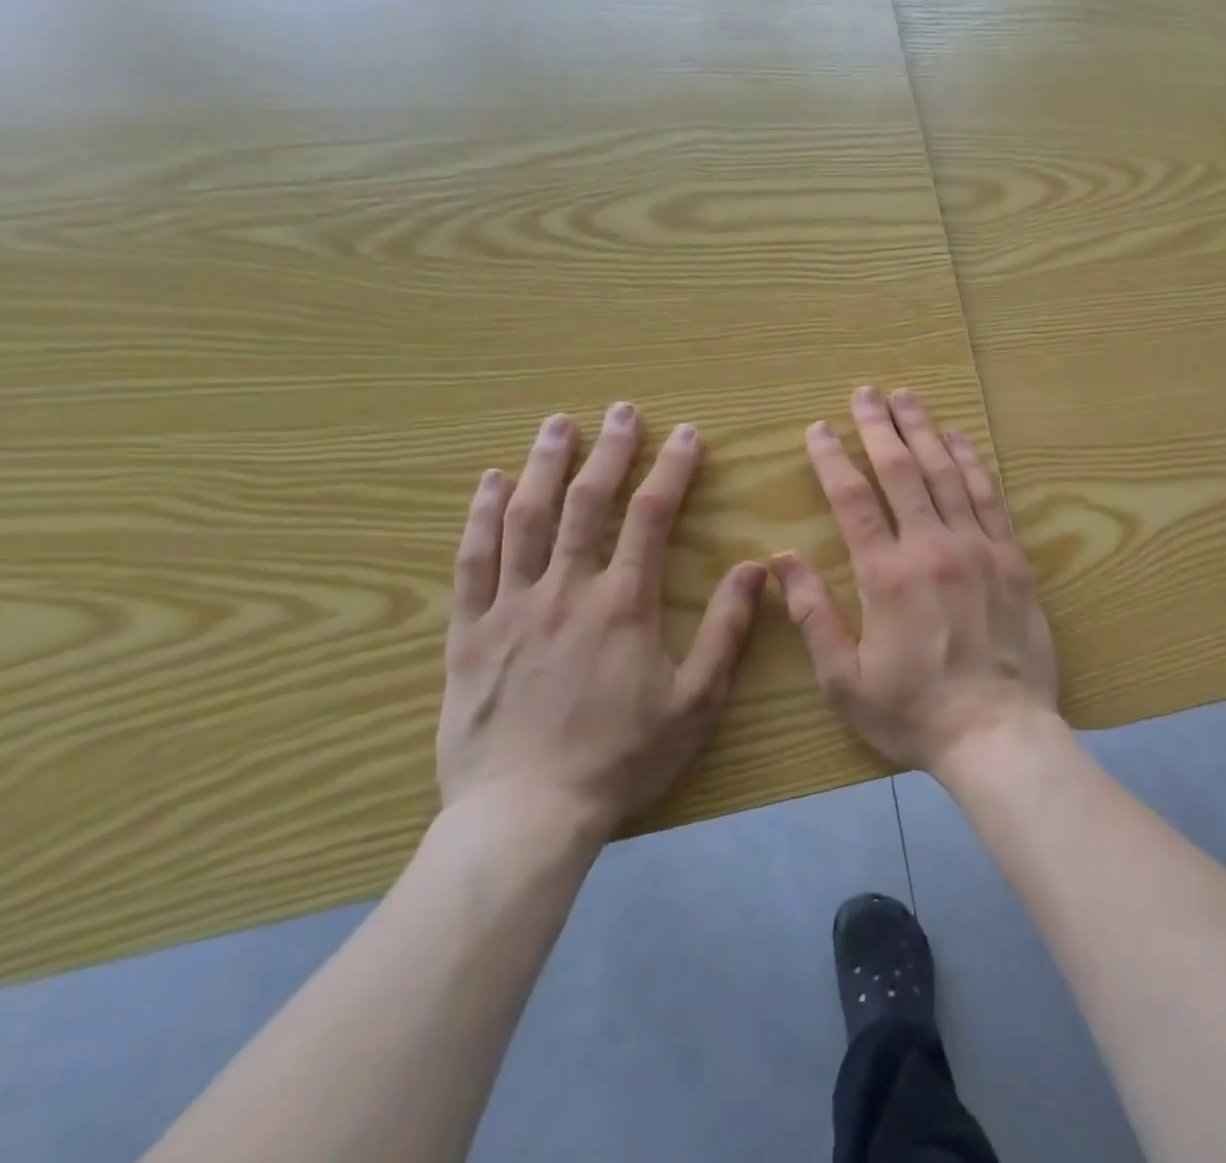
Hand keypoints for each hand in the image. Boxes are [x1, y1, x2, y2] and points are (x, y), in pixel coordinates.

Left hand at [440, 405, 765, 845]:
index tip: (687, 435)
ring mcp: (510, 607)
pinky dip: (479, 517)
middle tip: (622, 410)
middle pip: (586, 503)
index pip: (650, 517)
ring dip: (543, 466)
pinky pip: (472, 562)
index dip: (671, 470)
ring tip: (558, 424)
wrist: (526, 815)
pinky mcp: (469, 634)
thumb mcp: (696, 700)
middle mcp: (566, 590)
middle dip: (609, 451)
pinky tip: (488, 483)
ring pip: (525, 519)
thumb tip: (755, 567)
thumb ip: (726, 629)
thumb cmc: (621, 758)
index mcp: (623, 604)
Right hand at [770, 386, 1059, 775]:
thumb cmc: (914, 713)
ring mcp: (979, 548)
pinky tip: (959, 439)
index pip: (853, 499)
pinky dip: (972, 462)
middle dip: (880, 427)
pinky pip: (989, 497)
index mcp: (887, 575)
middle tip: (865, 393)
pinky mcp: (1012, 558)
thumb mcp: (844, 679)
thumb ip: (813, 614)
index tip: (819, 428)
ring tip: (908, 399)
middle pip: (903, 471)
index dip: (833, 459)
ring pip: (948, 474)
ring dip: (925, 431)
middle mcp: (933, 548)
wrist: (999, 734)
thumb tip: (782, 560)